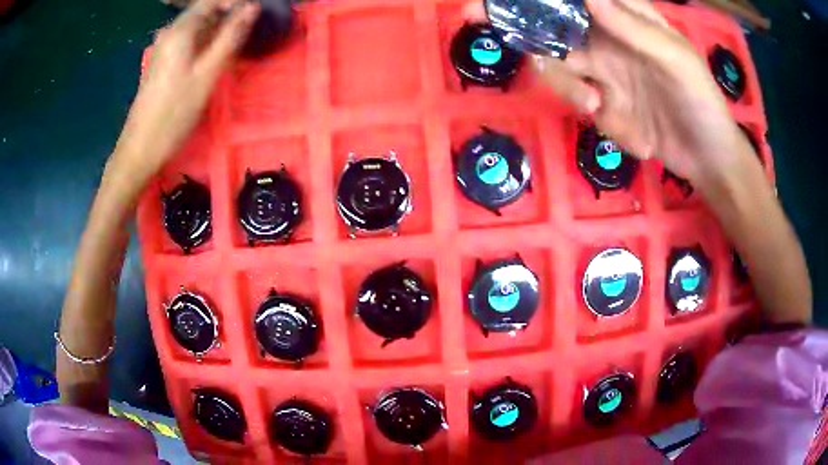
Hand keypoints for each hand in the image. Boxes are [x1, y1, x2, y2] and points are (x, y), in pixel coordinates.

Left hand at [113, 0, 258, 178]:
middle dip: (227, 14)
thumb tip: (252, 7)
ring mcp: (162, 47)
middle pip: (203, 11)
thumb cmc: (174, 113)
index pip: (211, 0)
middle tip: (248, 30)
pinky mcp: (161, 62)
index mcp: (180, 30)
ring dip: (217, 29)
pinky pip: (187, 40)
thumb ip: (231, 37)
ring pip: (195, 26)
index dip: (234, 2)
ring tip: (235, 42)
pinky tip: (212, 55)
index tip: (254, 14)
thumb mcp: (208, 74)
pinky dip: (204, 41)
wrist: (140, 149)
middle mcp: (168, 32)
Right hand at [470, 0, 753, 193]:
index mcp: (626, 18)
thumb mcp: (676, 60)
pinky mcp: (607, 107)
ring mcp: (605, 73)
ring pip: (559, 68)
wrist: (710, 161)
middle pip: (552, 24)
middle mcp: (609, 39)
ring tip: (598, 107)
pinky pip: (587, 109)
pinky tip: (639, 138)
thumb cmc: (702, 102)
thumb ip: (634, 28)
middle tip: (474, 16)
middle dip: (517, 22)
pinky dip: (609, 125)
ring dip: (569, 88)